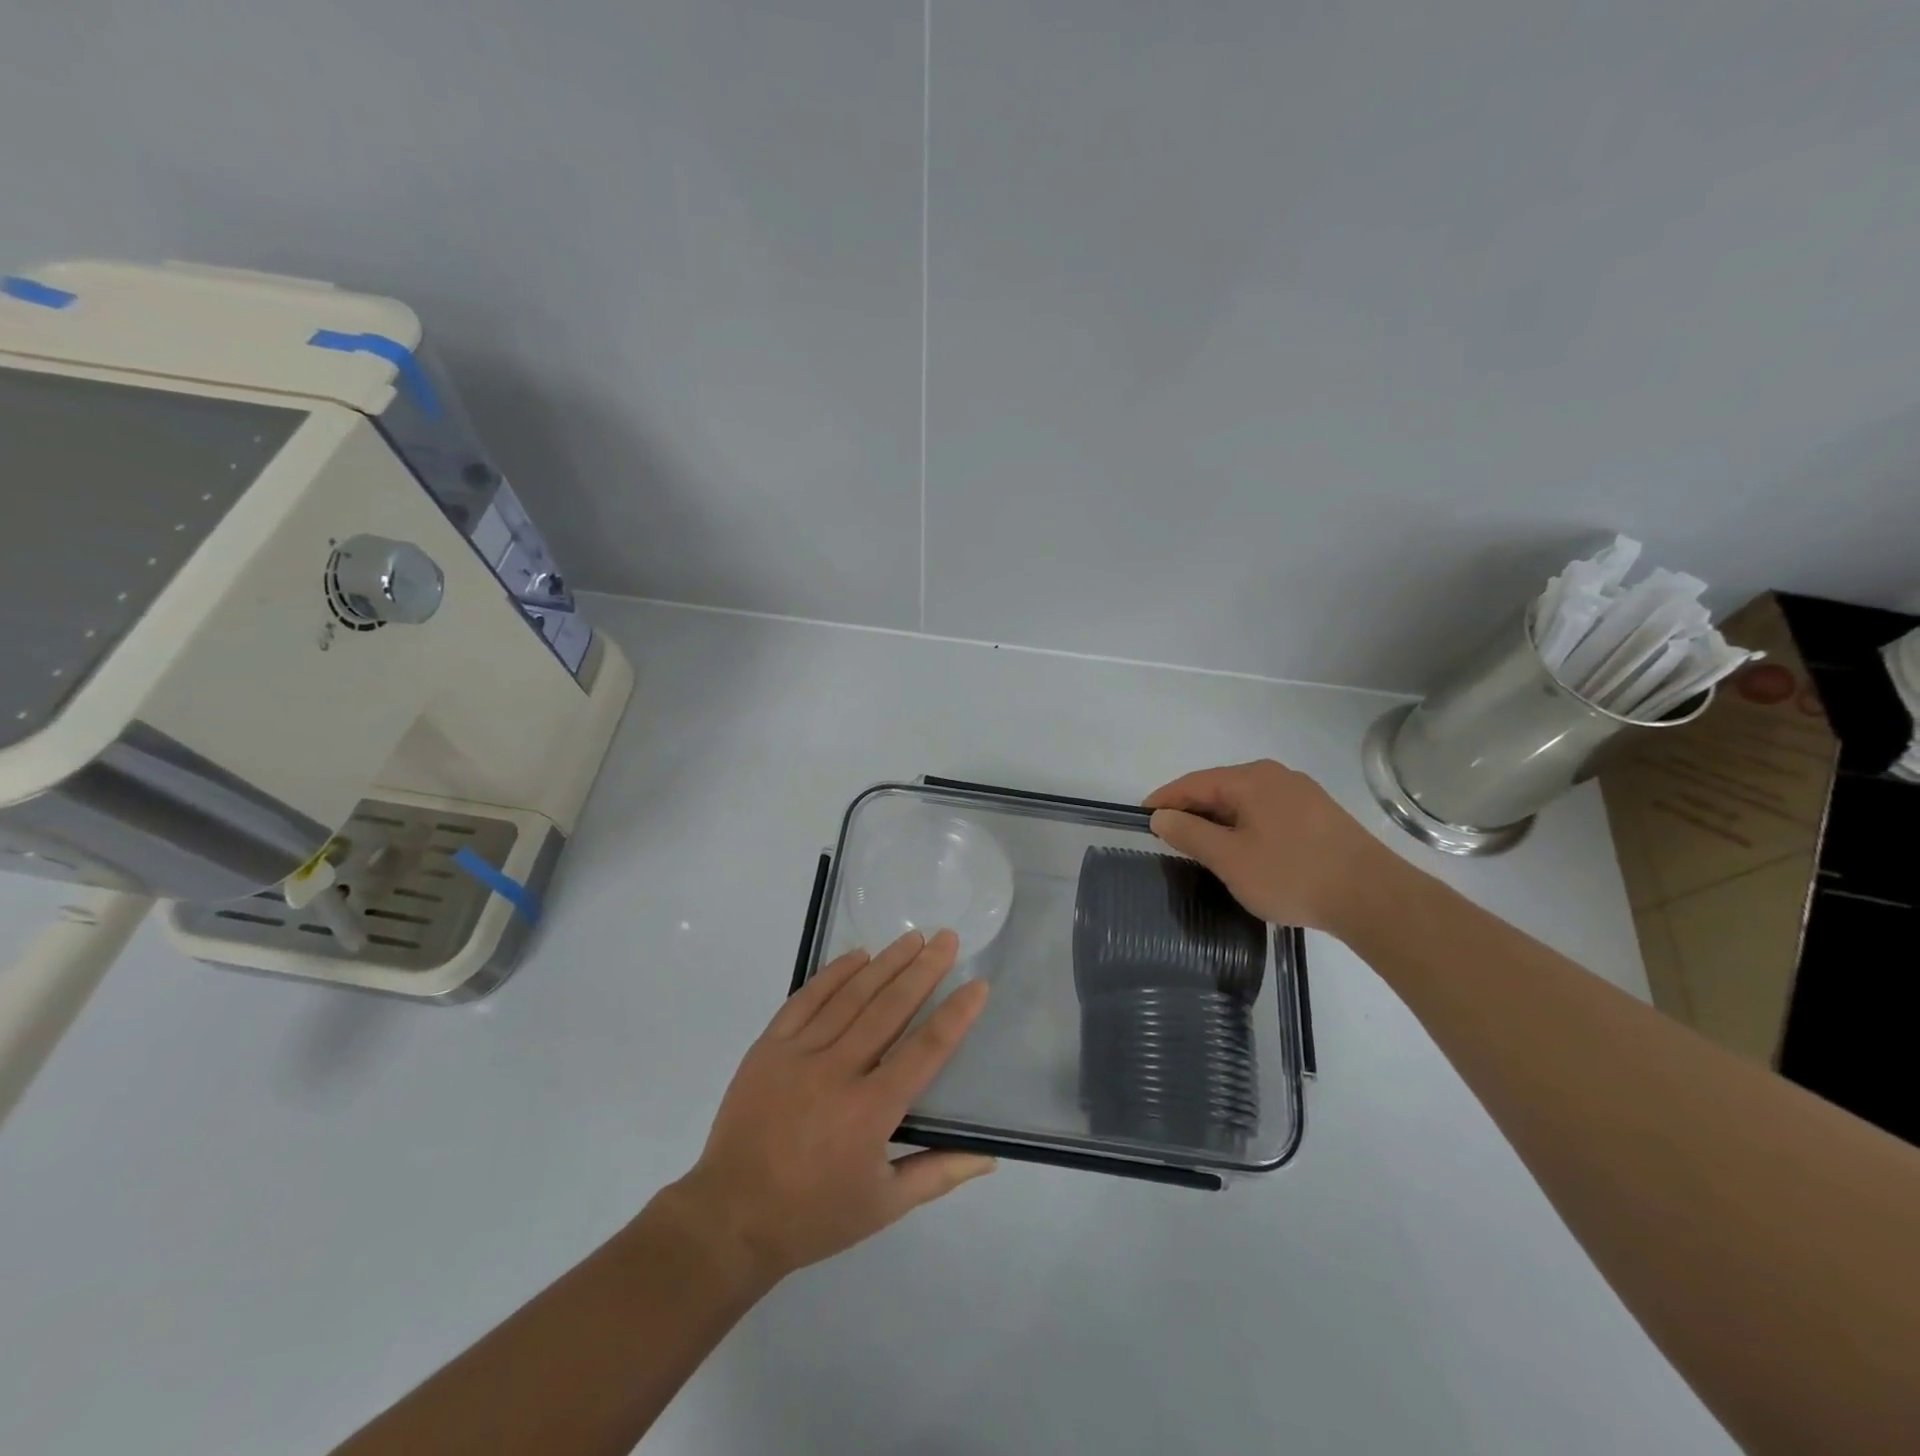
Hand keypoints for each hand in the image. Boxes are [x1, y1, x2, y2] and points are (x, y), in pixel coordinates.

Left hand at [669, 930, 992, 1286]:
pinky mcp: (768, 1047)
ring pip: (851, 996)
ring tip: (912, 938)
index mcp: (871, 1111)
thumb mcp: (884, 1205)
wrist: (730, 1217)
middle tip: (947, 938)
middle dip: (923, 970)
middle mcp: (838, 1072)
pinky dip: (833, 974)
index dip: (955, 1015)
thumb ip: (939, 1173)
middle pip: (890, 1009)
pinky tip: (858, 955)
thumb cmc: (814, 1215)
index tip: (977, 985)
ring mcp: (799, 1054)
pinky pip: (805, 999)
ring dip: (885, 963)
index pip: (925, 1050)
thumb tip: (990, 1157)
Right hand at [1145, 759, 1388, 930]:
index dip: (1164, 800)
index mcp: (1251, 779)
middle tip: (1168, 838)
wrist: (1373, 898)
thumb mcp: (1229, 859)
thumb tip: (1160, 817)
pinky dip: (1245, 829)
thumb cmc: (1291, 874)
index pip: (1193, 783)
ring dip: (1219, 823)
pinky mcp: (1319, 817)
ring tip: (1201, 849)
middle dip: (1192, 812)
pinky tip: (1243, 853)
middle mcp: (1276, 777)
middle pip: (1219, 789)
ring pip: (1245, 803)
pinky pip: (1267, 814)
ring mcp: (1302, 795)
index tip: (1141, 818)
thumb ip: (1189, 834)